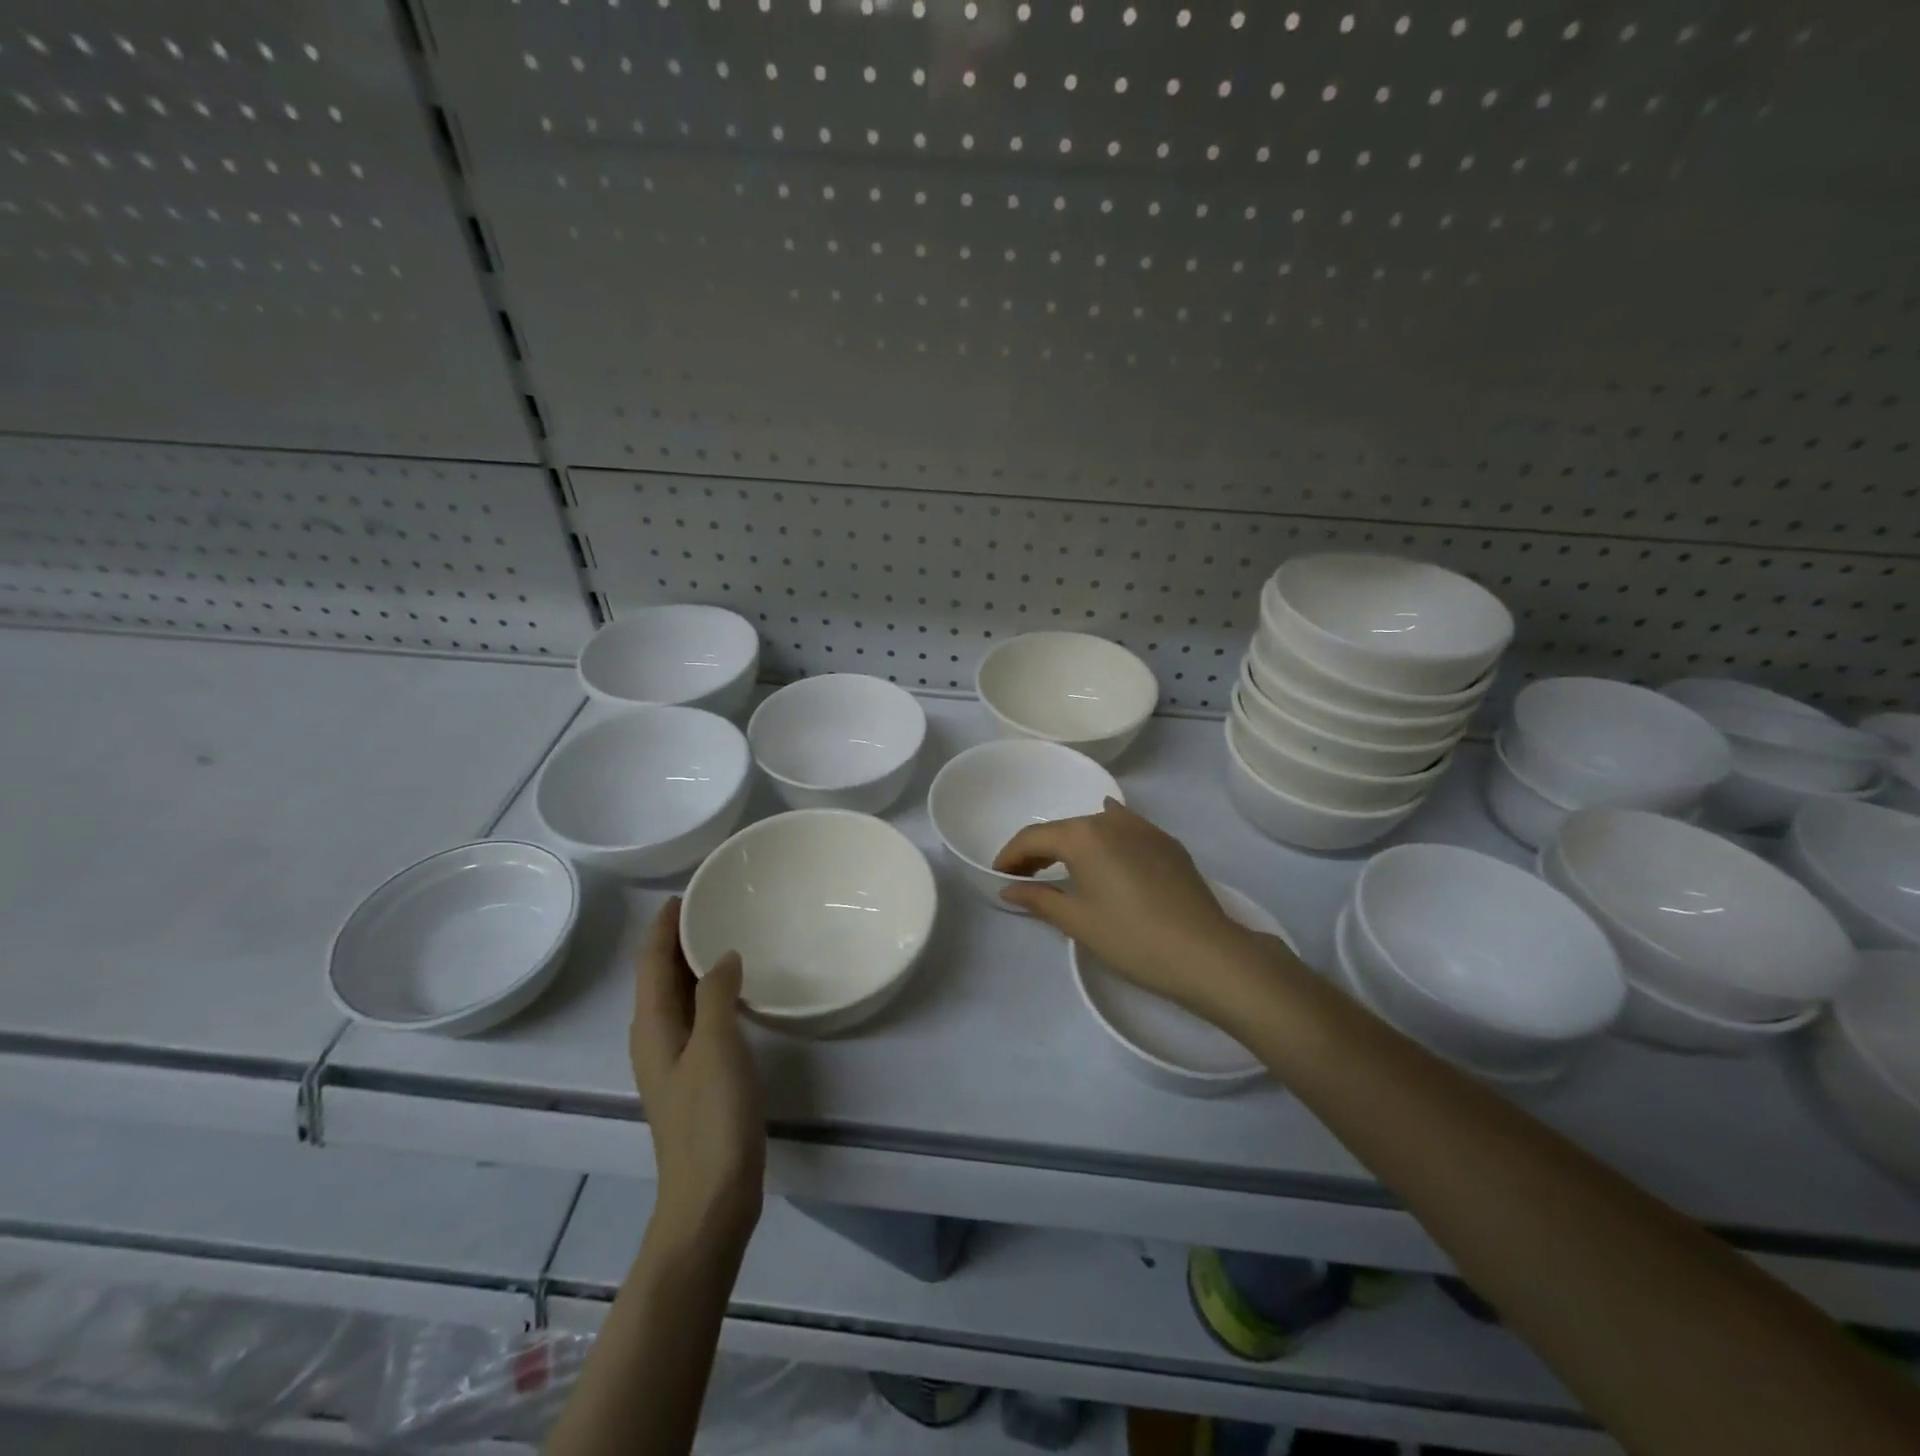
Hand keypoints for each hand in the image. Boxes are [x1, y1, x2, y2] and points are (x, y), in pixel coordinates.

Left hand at [629, 899, 764, 1250]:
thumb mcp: (715, 1048)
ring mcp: (676, 1060)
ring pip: (678, 996)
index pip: (650, 962)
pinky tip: (736, 990)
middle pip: (660, 976)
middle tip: (713, 904)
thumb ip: (716, 996)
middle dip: (677, 939)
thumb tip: (723, 955)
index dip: (662, 926)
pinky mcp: (697, 1076)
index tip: (686, 891)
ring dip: (693, 964)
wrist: (711, 1198)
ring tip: (726, 934)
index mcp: (652, 1027)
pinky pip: (697, 1016)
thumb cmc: (711, 1119)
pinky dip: (709, 991)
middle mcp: (656, 1038)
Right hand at [993, 799, 1276, 1015]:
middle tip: (1024, 877)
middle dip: (1039, 851)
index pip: (1034, 838)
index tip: (999, 876)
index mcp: (1083, 835)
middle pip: (1063, 829)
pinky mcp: (1167, 843)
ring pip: (1095, 826)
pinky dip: (1106, 835)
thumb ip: (1039, 899)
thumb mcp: (1078, 921)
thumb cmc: (1131, 938)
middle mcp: (1111, 820)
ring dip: (1072, 844)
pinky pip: (1126, 828)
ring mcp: (1144, 828)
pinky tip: (1106, 840)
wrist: (1206, 952)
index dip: (1010, 855)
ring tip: (1061, 866)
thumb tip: (1009, 889)